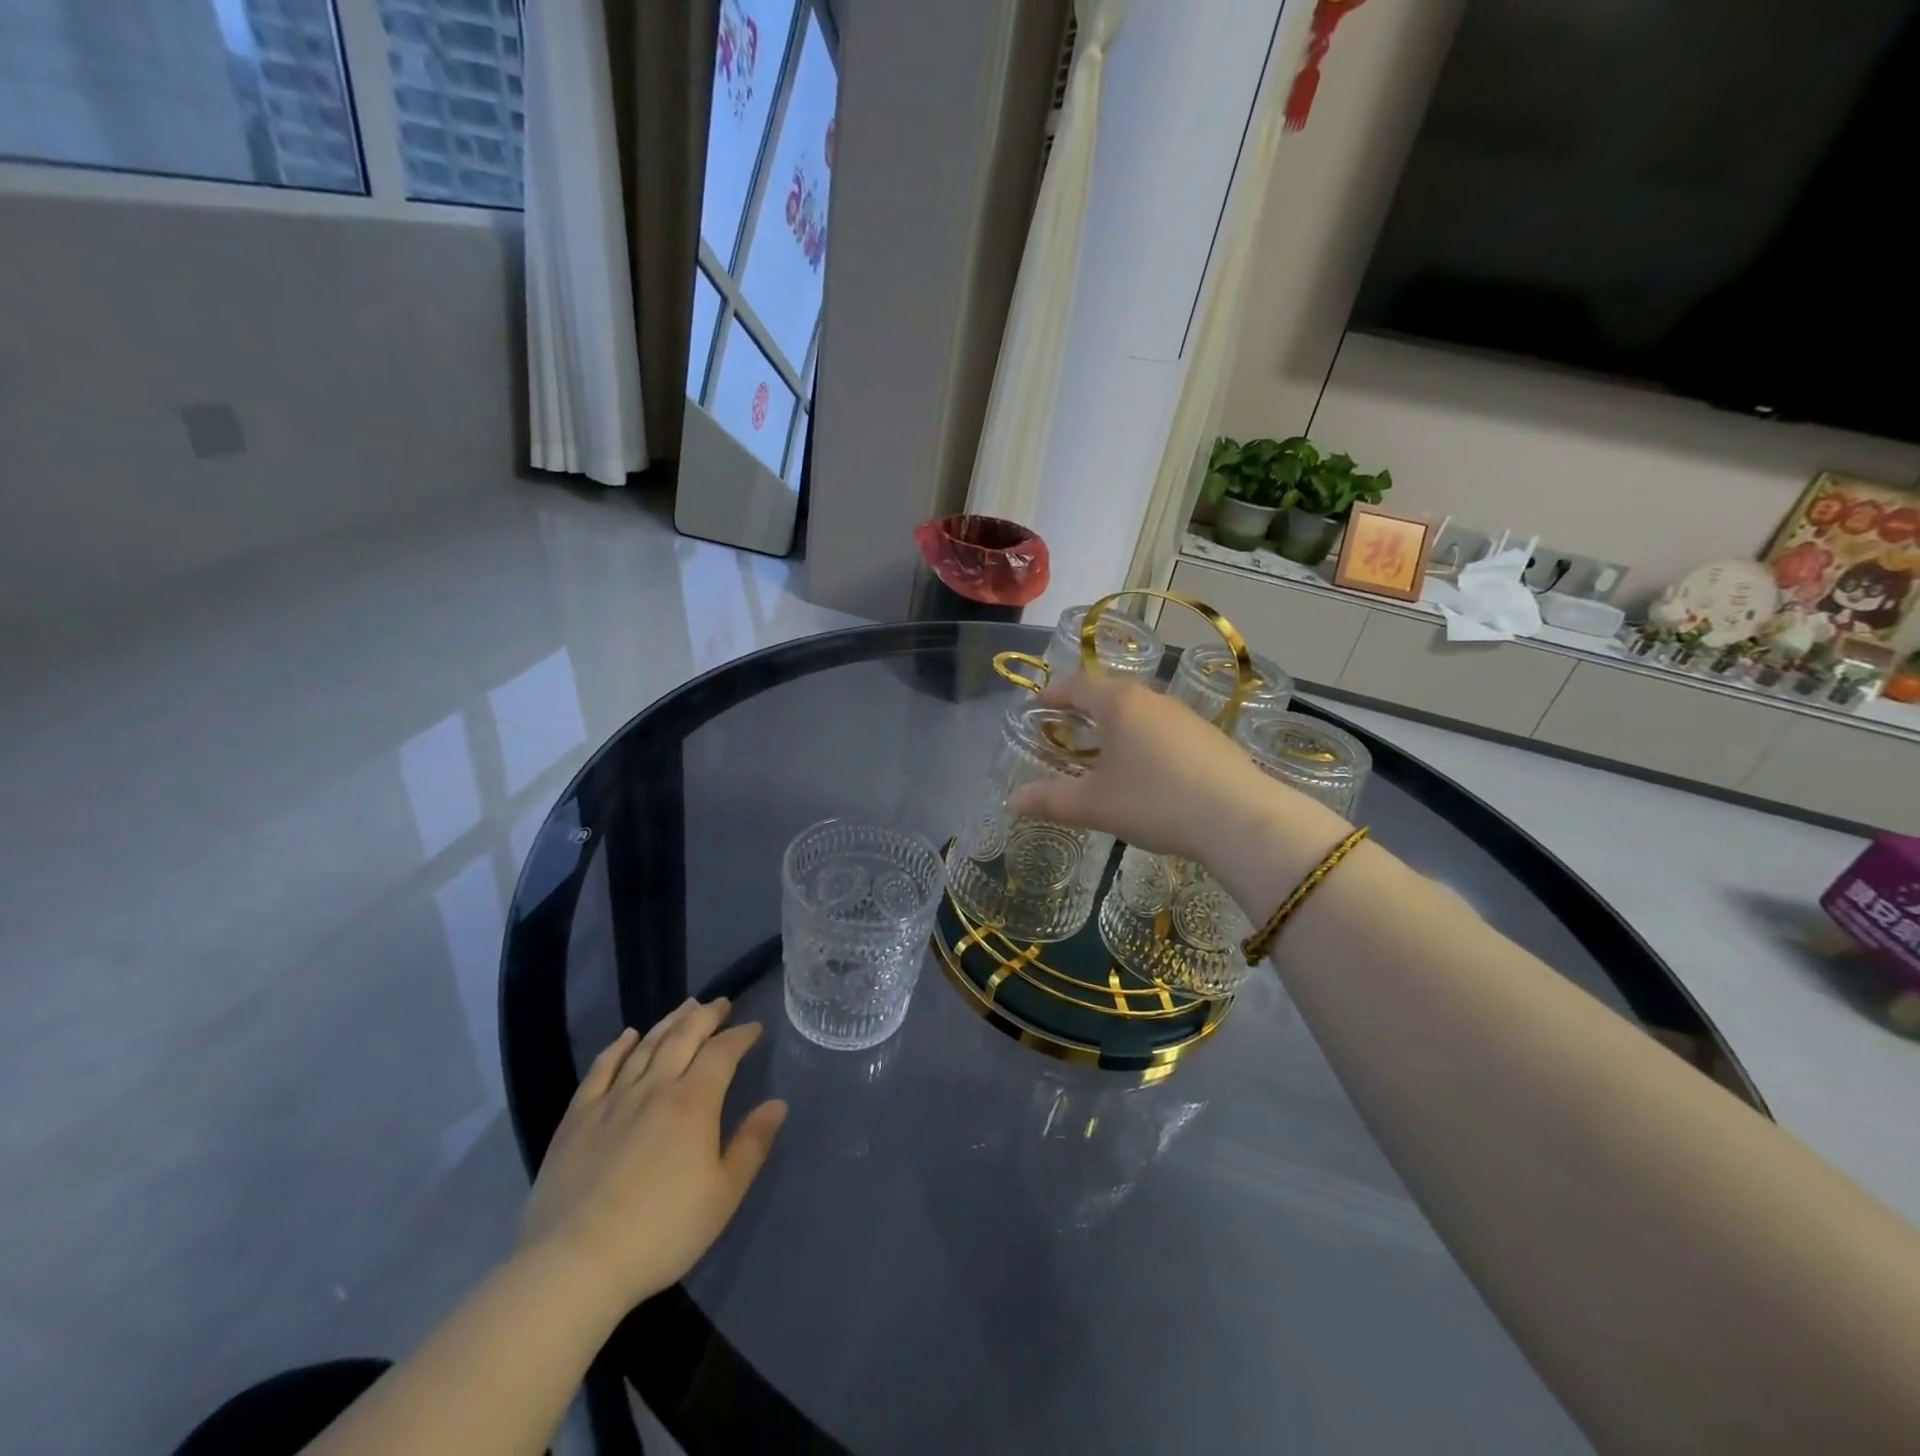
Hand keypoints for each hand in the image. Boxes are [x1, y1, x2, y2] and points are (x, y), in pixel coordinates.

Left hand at [519, 998, 786, 1311]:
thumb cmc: (662, 1231)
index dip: (740, 1036)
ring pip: (646, 1046)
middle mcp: (655, 1087)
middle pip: (684, 1037)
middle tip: (721, 1003)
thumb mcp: (723, 1195)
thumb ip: (753, 1144)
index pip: (722, 1053)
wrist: (574, 1264)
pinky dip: (617, 1047)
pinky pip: (601, 1069)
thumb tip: (778, 1103)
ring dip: (669, 1022)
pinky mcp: (577, 1118)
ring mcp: (613, 1100)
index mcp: (694, 1102)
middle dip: (706, 1016)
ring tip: (685, 1007)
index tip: (754, 1027)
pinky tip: (627, 1036)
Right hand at [1008, 671, 1345, 869]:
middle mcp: (1151, 698)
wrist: (1240, 818)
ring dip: (1117, 723)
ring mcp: (1185, 715)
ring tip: (1105, 749)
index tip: (1037, 703)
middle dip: (1085, 706)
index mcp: (1118, 703)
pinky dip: (1145, 738)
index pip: (1077, 684)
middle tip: (1067, 726)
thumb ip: (1051, 800)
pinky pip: (1164, 728)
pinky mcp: (1209, 736)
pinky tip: (1148, 769)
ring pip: (1140, 709)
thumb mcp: (1095, 805)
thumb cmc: (1154, 801)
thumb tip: (1013, 801)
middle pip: (1110, 692)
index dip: (1053, 692)